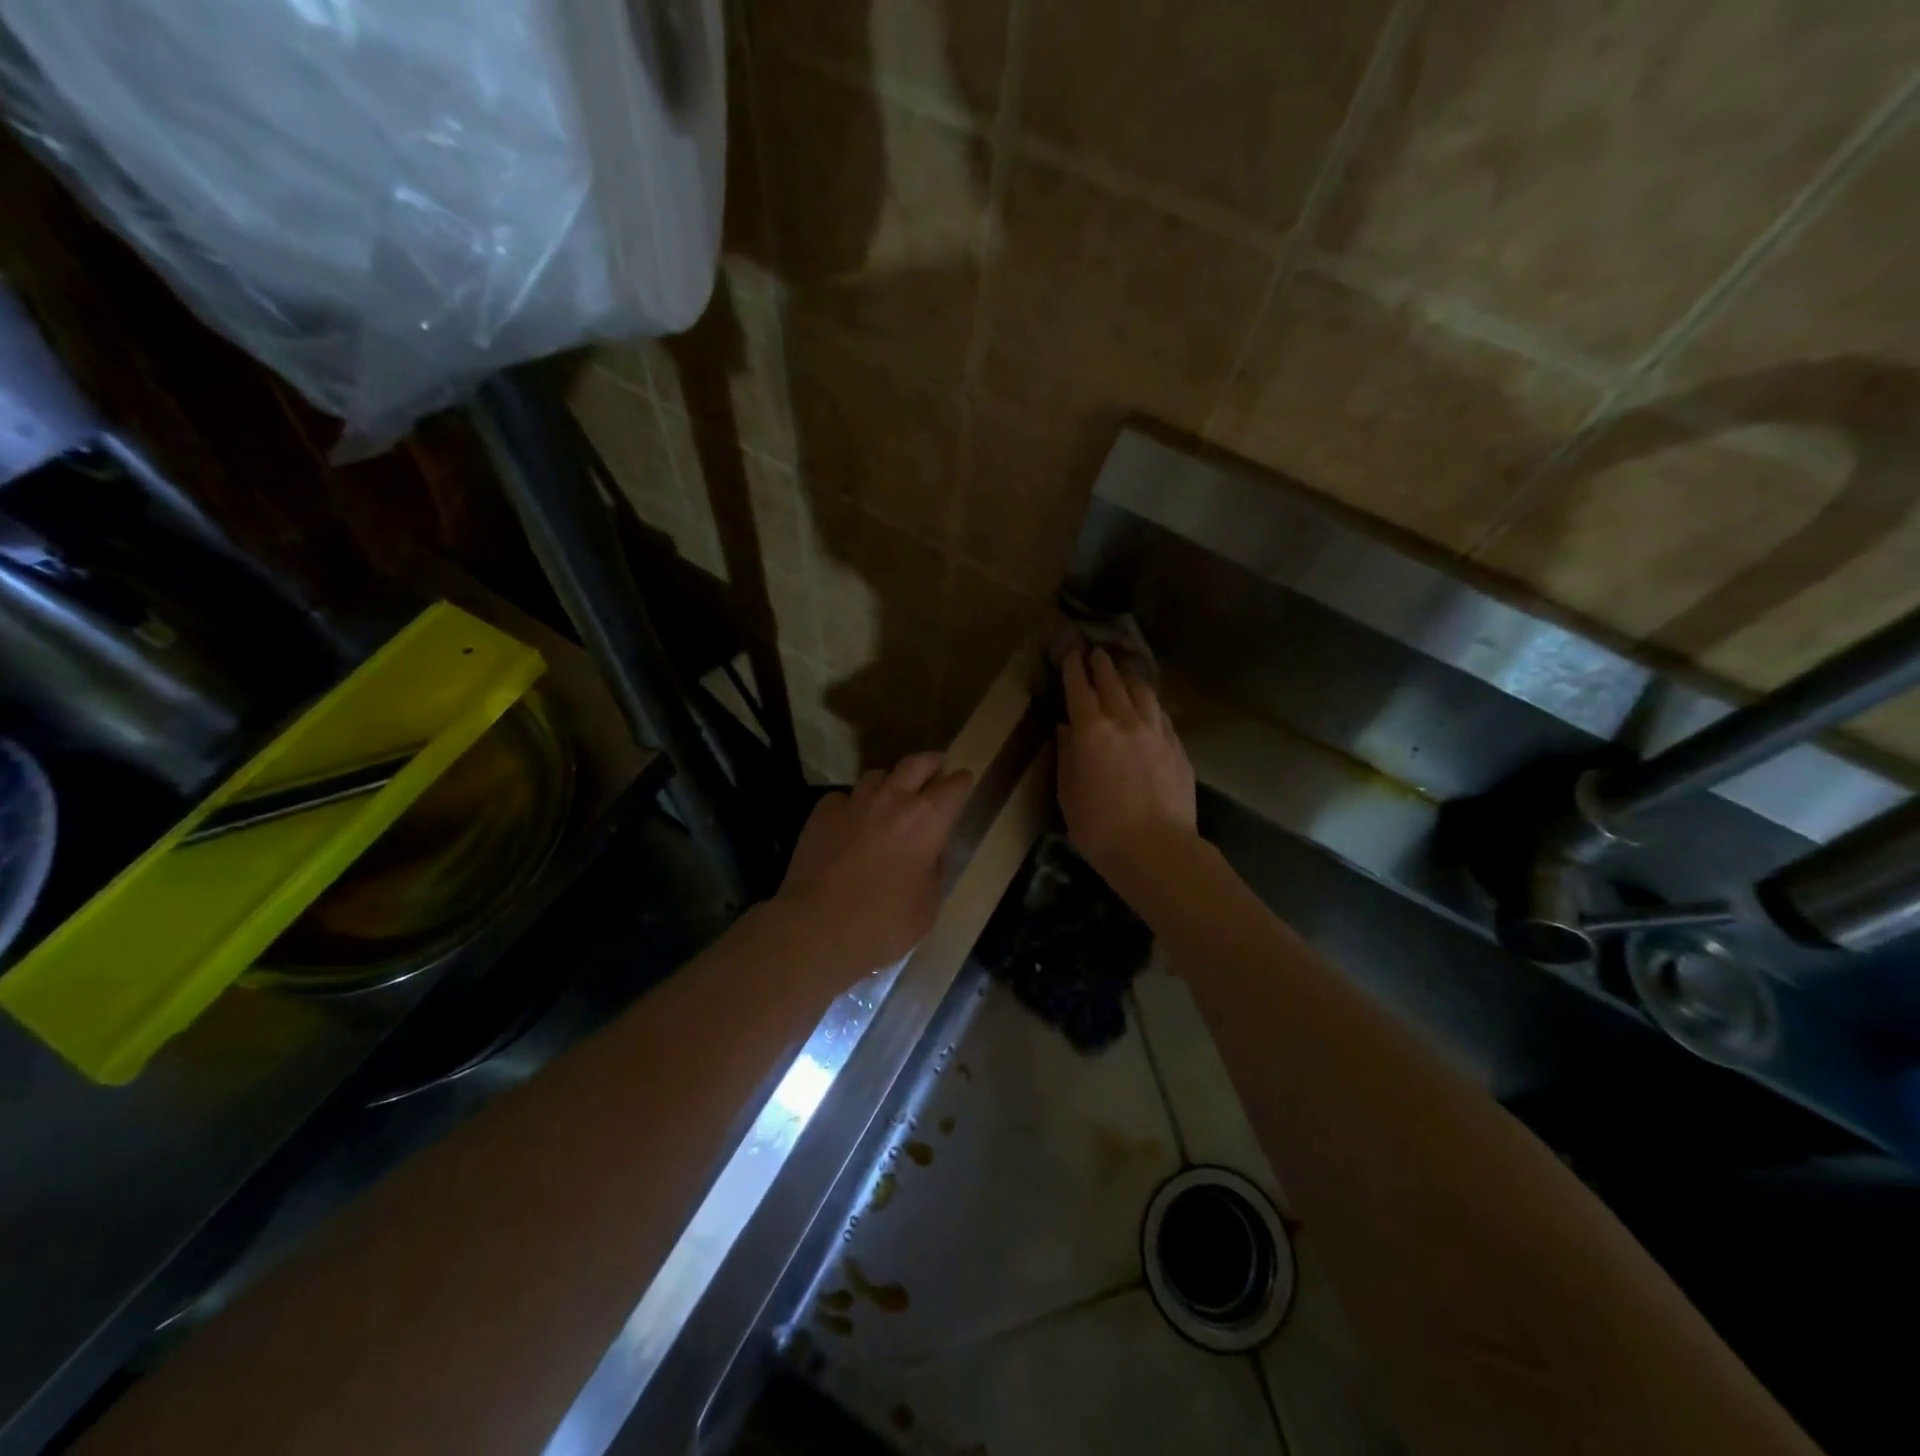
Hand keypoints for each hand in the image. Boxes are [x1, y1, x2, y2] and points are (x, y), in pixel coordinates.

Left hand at [774, 752, 973, 977]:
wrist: (816, 927)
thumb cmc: (883, 923)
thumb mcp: (928, 906)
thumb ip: (935, 870)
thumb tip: (932, 852)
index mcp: (928, 820)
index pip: (954, 785)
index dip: (961, 782)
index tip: (963, 782)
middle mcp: (893, 799)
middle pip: (917, 762)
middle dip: (930, 763)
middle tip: (935, 769)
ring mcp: (854, 802)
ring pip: (877, 775)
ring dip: (890, 783)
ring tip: (890, 797)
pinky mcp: (822, 812)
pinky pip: (844, 797)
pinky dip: (853, 805)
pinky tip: (850, 822)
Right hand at [1057, 647, 1196, 886]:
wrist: (1157, 850)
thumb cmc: (1100, 828)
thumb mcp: (1068, 795)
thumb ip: (1068, 757)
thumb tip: (1067, 729)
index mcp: (1092, 732)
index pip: (1080, 689)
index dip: (1074, 668)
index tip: (1071, 652)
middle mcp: (1125, 721)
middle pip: (1113, 683)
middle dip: (1102, 665)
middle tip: (1095, 652)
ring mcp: (1156, 732)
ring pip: (1143, 692)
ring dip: (1129, 677)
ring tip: (1123, 670)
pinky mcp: (1177, 747)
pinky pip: (1161, 714)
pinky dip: (1149, 702)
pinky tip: (1148, 704)